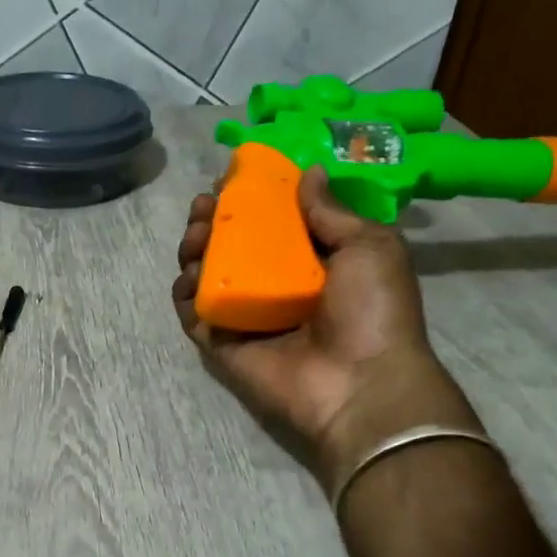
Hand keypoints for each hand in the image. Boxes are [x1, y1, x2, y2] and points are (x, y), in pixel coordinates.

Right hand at [172, 166, 475, 484]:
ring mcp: (247, 316)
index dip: (250, 198)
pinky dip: (184, 294)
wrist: (360, 383)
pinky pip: (194, 314)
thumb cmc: (372, 310)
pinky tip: (187, 276)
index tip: (231, 179)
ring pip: (207, 275)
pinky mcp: (223, 343)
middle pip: (232, 245)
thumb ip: (331, 211)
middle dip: (214, 220)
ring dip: (195, 250)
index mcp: (313, 261)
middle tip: (203, 206)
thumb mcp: (369, 246)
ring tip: (195, 236)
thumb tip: (308, 172)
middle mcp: (276, 285)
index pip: (272, 222)